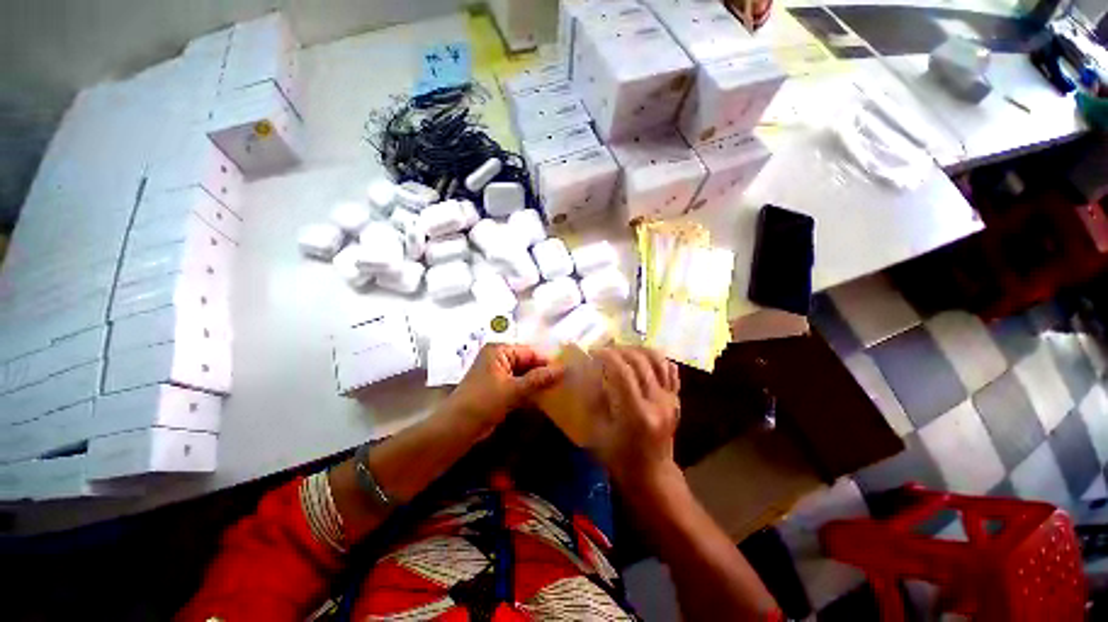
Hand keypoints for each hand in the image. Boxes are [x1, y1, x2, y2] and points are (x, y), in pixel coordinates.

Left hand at [442, 343, 563, 435]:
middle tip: (565, 382)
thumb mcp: (513, 389)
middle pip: (528, 362)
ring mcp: (498, 373)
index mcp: (500, 351)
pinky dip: (529, 391)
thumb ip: (539, 379)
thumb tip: (564, 369)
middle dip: (544, 373)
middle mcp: (499, 358)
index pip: (530, 352)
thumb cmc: (483, 402)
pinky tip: (544, 398)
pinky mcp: (498, 388)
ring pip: (524, 375)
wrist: (456, 429)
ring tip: (559, 389)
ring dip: (538, 383)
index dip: (548, 362)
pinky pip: (519, 385)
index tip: (567, 371)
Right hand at [591, 346, 680, 488]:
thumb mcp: (598, 431)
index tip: (594, 352)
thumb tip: (590, 371)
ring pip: (658, 360)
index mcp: (635, 413)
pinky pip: (670, 369)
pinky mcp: (676, 399)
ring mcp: (670, 399)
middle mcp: (656, 402)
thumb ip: (594, 398)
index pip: (621, 372)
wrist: (652, 474)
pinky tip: (642, 359)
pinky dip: (656, 359)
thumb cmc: (619, 457)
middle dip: (619, 350)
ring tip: (623, 351)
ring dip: (638, 350)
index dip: (606, 356)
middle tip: (605, 351)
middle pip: (639, 361)